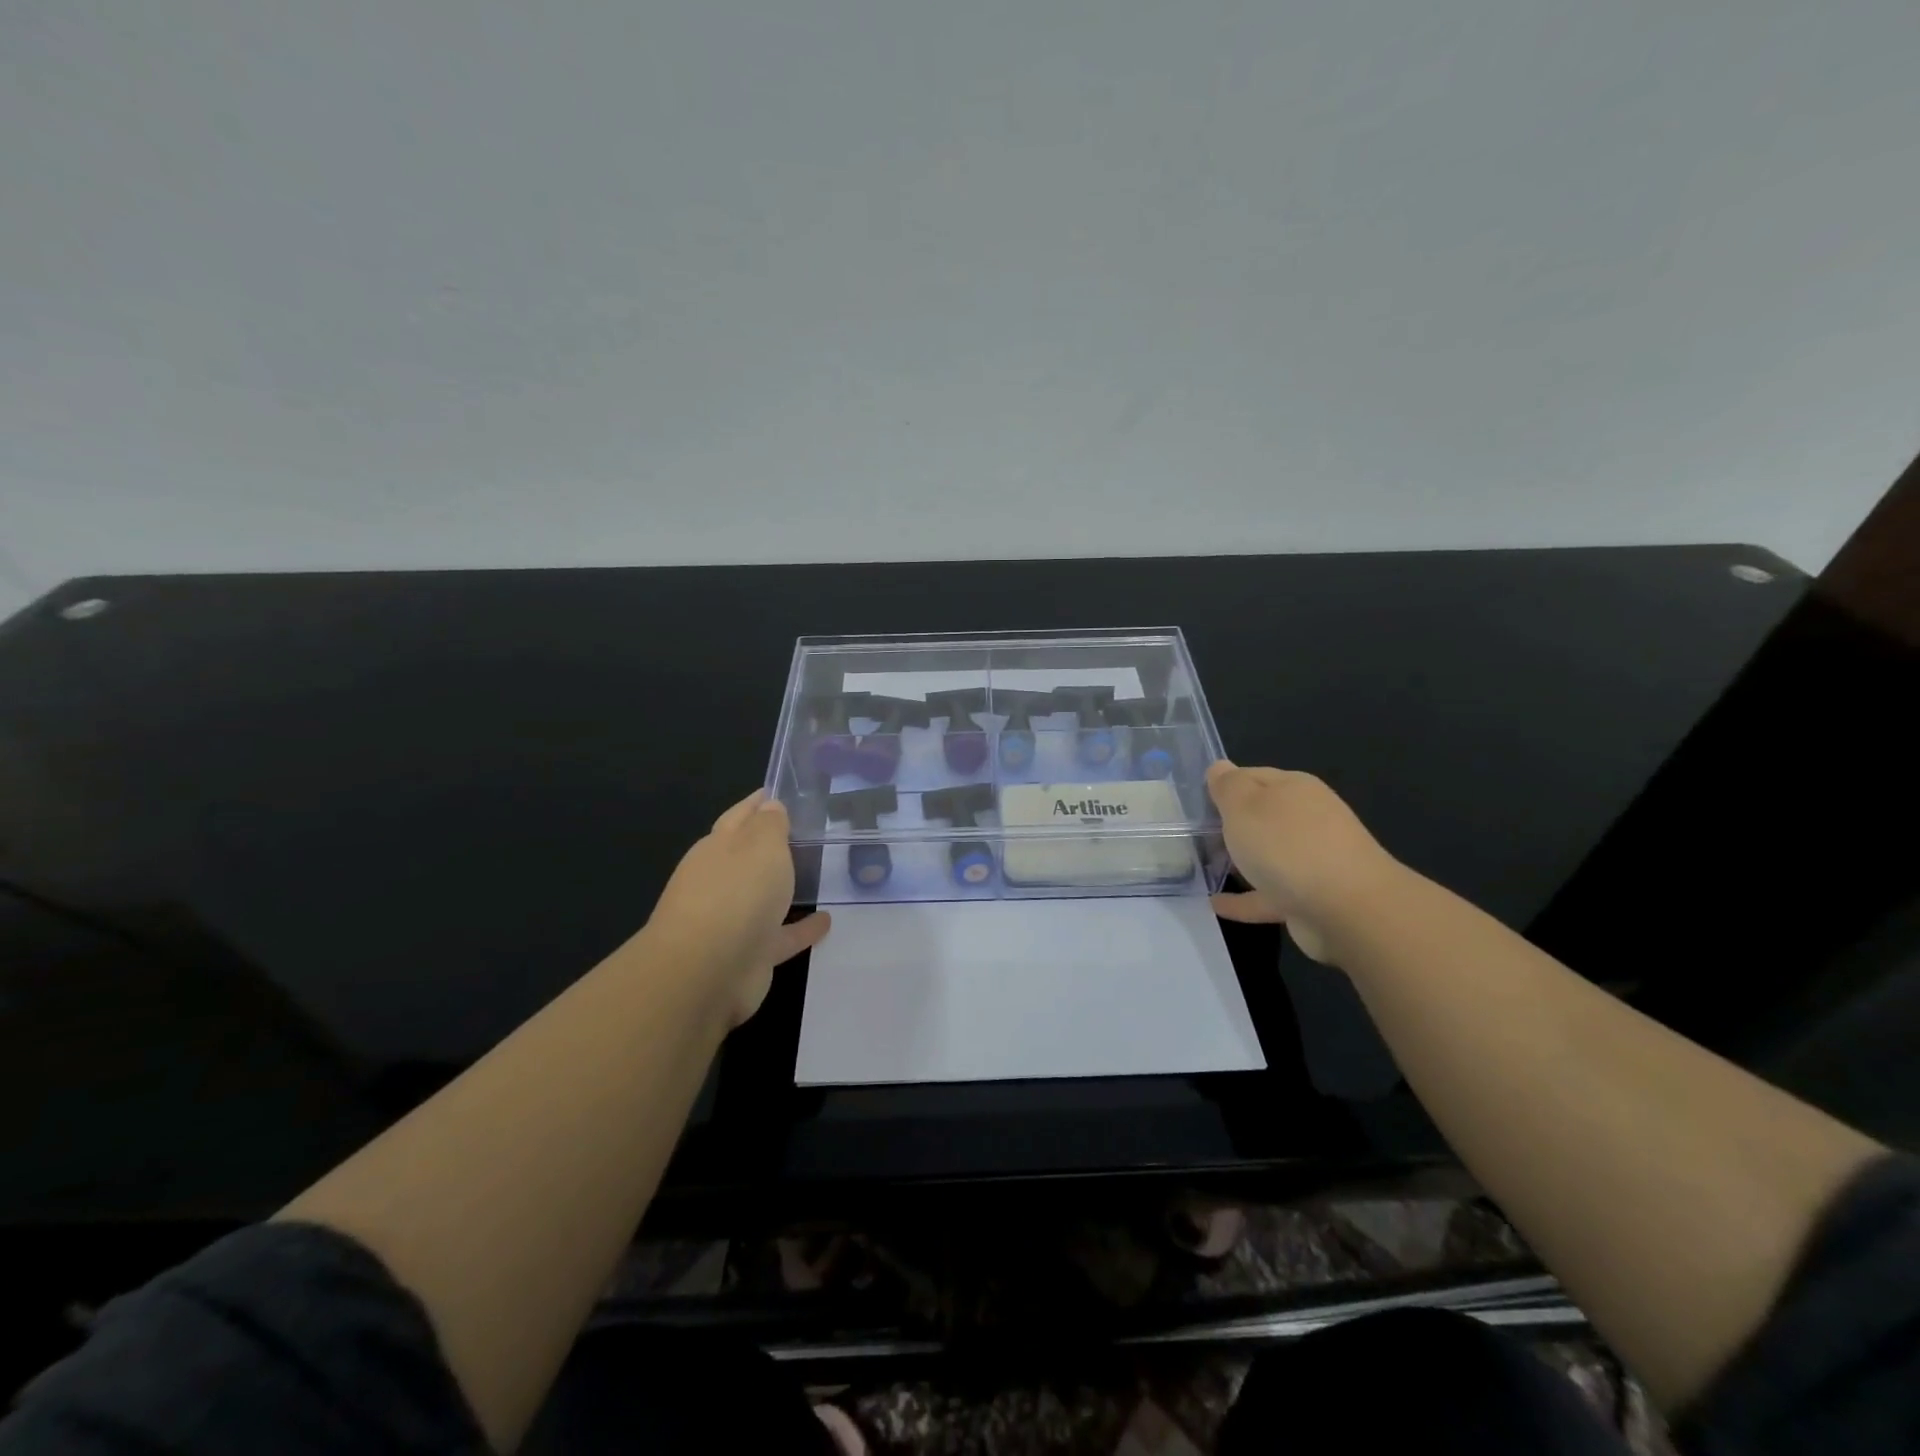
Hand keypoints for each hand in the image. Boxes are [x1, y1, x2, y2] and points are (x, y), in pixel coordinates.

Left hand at [645, 789, 830, 1025]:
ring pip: (763, 897)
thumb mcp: (761, 845)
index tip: (779, 792)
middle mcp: (720, 881)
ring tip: (817, 876)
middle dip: (769, 846)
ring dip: (784, 888)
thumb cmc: (735, 894)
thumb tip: (769, 805)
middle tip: (805, 833)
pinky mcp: (749, 955)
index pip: (739, 816)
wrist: (706, 972)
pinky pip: (781, 935)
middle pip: (748, 857)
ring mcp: (732, 920)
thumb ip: (770, 824)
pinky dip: (801, 928)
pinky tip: (827, 921)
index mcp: (718, 848)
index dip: (759, 803)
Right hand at [1206, 761, 1400, 963]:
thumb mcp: (1244, 804)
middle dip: (1232, 823)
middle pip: (1262, 816)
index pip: (1252, 776)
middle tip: (1195, 833)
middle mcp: (1307, 819)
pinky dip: (1244, 898)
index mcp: (1294, 789)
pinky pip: (1267, 895)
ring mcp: (1312, 860)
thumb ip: (1228, 786)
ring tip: (1204, 866)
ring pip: (1267, 855)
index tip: (1195, 800)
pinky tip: (1215, 904)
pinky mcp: (1310, 899)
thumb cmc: (1288, 845)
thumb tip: (1219, 768)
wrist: (1347, 910)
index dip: (1224, 785)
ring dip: (1240, 860)